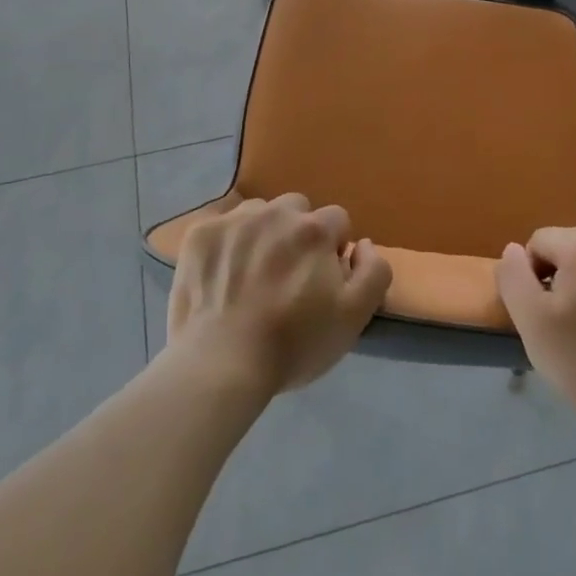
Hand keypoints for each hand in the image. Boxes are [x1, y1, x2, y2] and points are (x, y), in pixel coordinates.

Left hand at [167, 194, 392, 396]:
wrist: (221, 365)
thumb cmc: (293, 344)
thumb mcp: (354, 316)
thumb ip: (374, 271)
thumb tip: (363, 244)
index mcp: (314, 229)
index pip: (337, 221)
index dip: (333, 249)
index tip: (321, 279)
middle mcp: (276, 212)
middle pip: (297, 210)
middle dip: (298, 234)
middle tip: (287, 275)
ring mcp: (234, 220)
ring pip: (259, 213)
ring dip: (262, 234)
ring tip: (252, 275)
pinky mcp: (200, 234)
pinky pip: (223, 226)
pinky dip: (226, 244)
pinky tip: (222, 275)